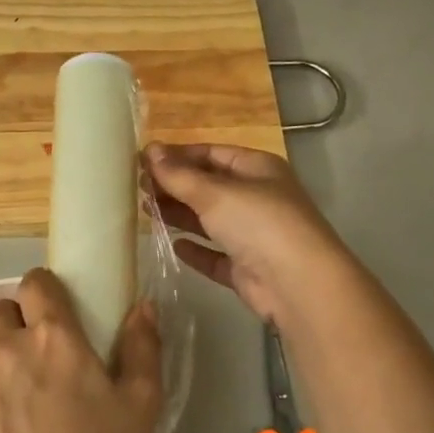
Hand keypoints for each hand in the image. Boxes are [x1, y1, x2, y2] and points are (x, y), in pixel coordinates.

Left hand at [0, 268, 162, 432]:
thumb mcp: (141, 404)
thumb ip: (143, 346)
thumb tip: (143, 306)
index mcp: (53, 336)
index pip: (36, 282)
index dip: (48, 288)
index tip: (63, 309)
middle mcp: (7, 345)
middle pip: (3, 307)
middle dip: (22, 317)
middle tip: (46, 348)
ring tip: (21, 375)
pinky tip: (5, 408)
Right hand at [146, 143, 348, 324]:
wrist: (296, 282)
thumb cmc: (258, 223)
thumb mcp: (215, 192)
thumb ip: (179, 174)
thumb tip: (149, 149)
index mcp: (257, 169)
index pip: (212, 153)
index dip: (178, 155)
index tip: (142, 161)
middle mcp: (257, 198)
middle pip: (209, 186)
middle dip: (175, 185)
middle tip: (137, 188)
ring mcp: (253, 234)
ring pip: (210, 220)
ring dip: (180, 215)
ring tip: (144, 211)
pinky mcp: (246, 267)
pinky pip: (215, 254)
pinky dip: (196, 250)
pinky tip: (174, 245)